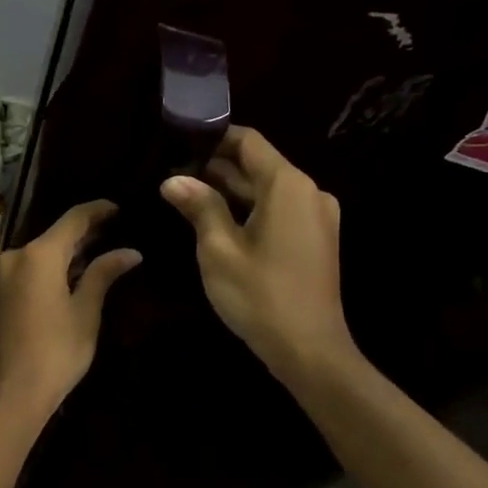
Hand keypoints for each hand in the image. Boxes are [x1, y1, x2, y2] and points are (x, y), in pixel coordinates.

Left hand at [0, 200, 140, 421]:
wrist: (13, 392)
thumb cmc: (56, 351)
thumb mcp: (86, 311)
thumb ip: (103, 274)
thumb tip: (130, 251)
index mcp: (38, 255)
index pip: (73, 219)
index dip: (98, 210)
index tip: (121, 207)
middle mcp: (17, 255)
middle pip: (57, 233)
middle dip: (86, 230)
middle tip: (119, 228)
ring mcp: (7, 273)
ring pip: (45, 250)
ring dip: (72, 248)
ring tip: (106, 245)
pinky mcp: (5, 290)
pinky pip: (35, 265)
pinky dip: (57, 263)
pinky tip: (80, 268)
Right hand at [160, 126, 357, 382]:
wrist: (310, 351)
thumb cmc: (261, 295)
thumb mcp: (218, 249)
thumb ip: (199, 206)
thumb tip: (173, 179)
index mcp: (288, 185)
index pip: (248, 142)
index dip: (213, 137)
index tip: (178, 140)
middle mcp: (308, 192)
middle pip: (257, 164)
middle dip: (215, 166)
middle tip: (171, 171)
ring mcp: (316, 216)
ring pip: (266, 189)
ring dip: (229, 189)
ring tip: (185, 193)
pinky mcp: (315, 239)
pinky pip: (277, 209)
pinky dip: (247, 208)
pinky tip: (214, 219)